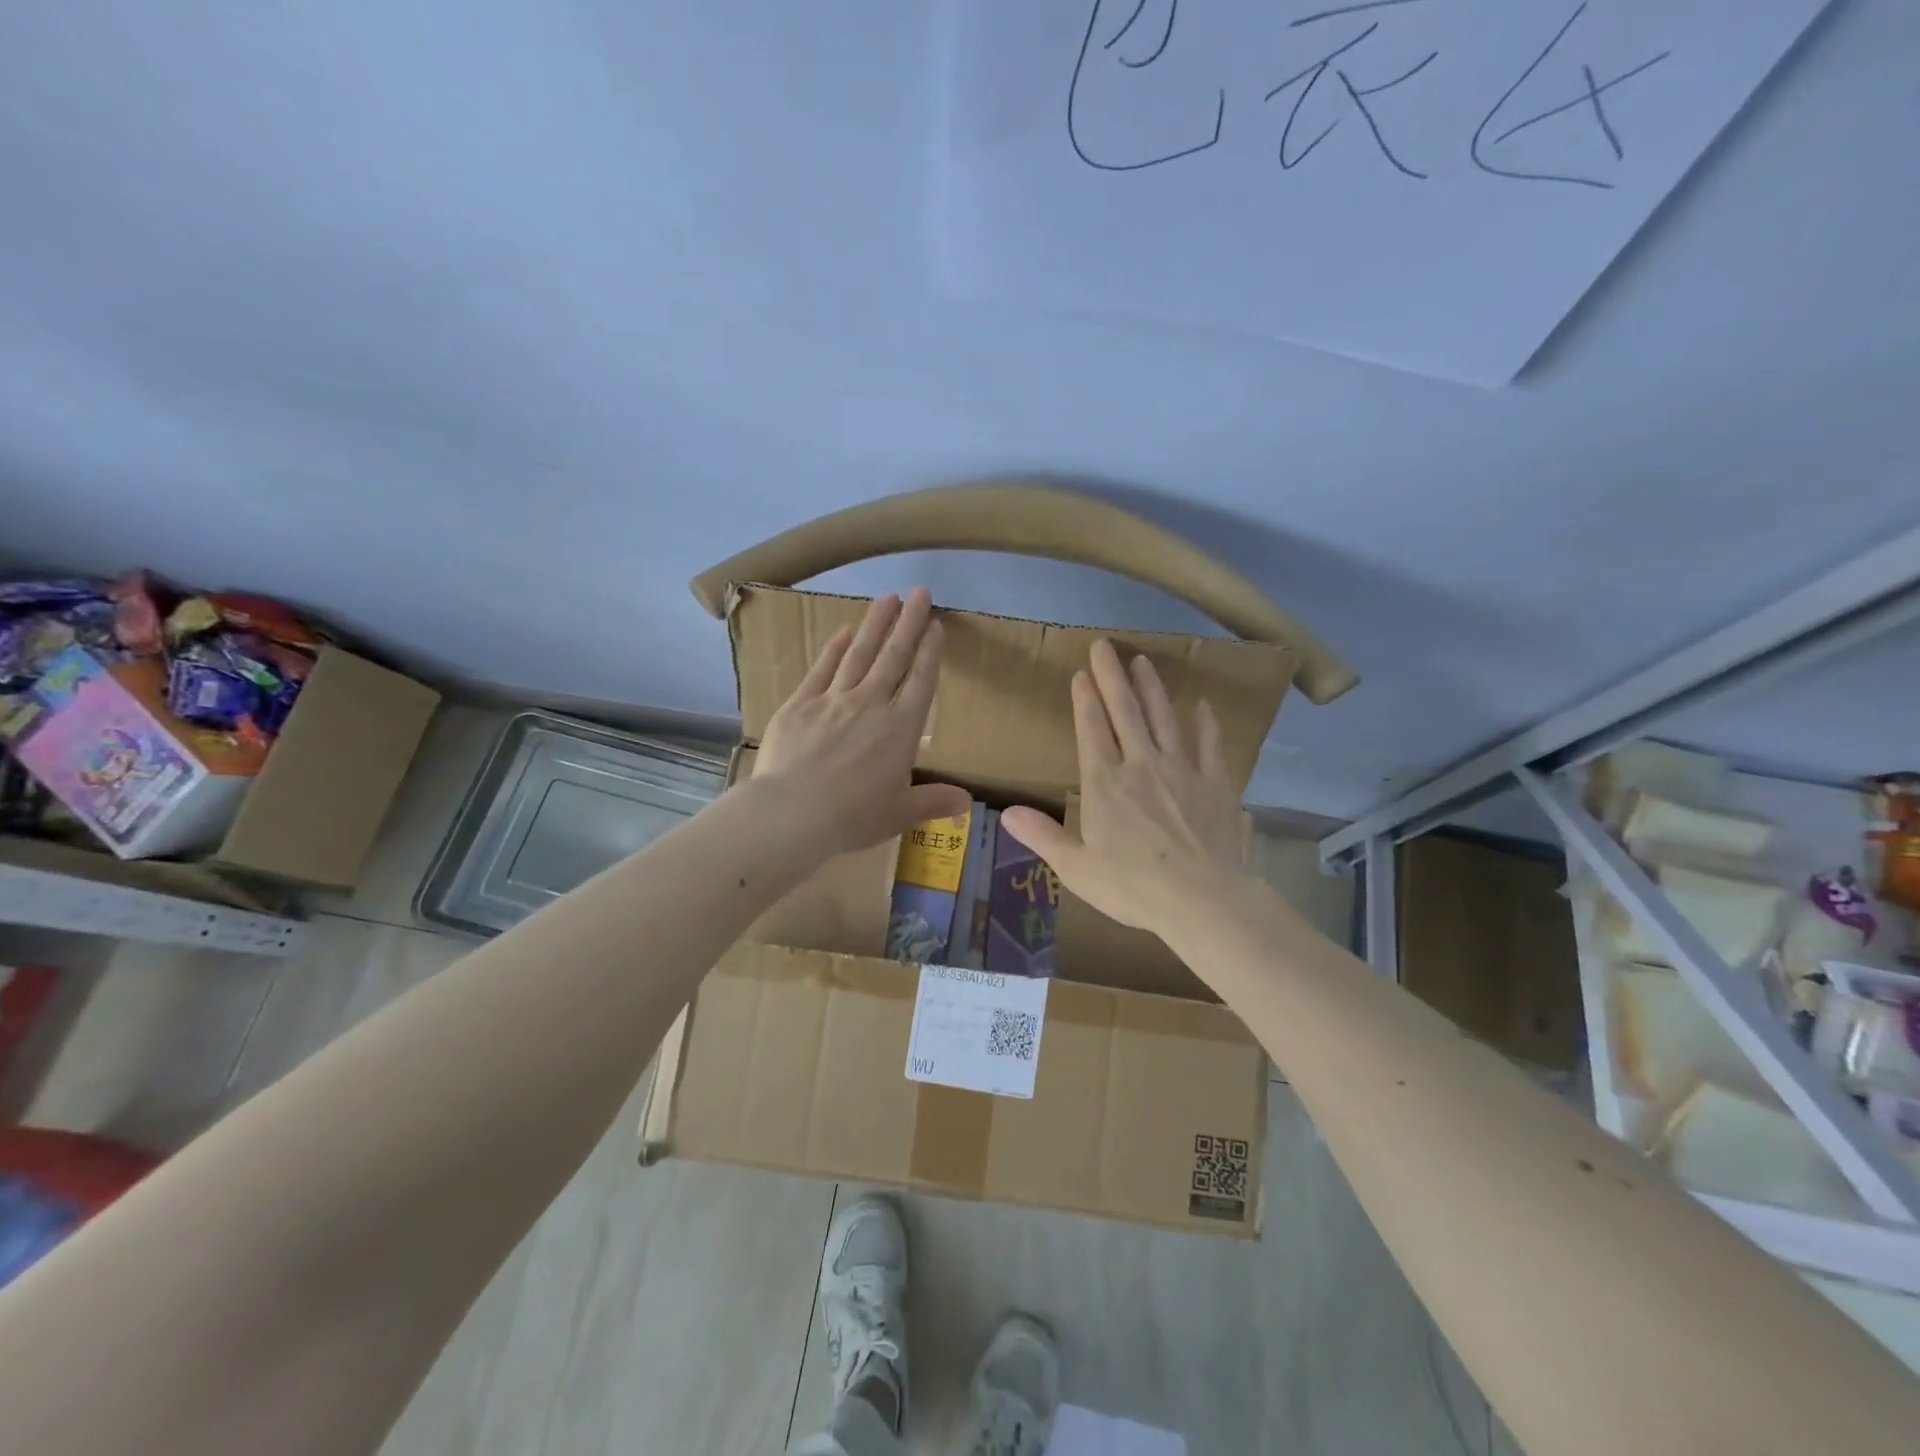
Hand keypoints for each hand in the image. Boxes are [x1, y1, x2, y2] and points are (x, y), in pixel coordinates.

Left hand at [752, 587, 970, 856]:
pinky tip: (843, 631)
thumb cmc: (852, 816)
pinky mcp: (800, 704)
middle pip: (894, 657)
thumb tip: (967, 802)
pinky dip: (834, 649)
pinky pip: (822, 669)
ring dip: (875, 625)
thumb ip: (934, 801)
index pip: (921, 682)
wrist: (792, 813)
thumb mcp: (900, 813)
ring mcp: (833, 700)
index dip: (931, 652)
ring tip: (888, 598)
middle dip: (909, 623)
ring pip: (860, 654)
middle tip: (920, 592)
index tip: (937, 625)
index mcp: (900, 730)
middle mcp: (871, 705)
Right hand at [1002, 639, 1245, 940]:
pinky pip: (1209, 745)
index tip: (1082, 673)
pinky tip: (1201, 706)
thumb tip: (1005, 813)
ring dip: (1152, 688)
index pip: (1092, 730)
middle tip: (1105, 646)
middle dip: (1112, 676)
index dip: (1086, 699)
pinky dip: (1204, 724)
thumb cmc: (1133, 886)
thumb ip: (1042, 836)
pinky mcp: (1214, 783)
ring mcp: (1181, 770)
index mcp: (1105, 784)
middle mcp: (1141, 765)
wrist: (1202, 899)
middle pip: (1125, 712)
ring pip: (1164, 718)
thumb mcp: (1076, 868)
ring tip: (1143, 662)